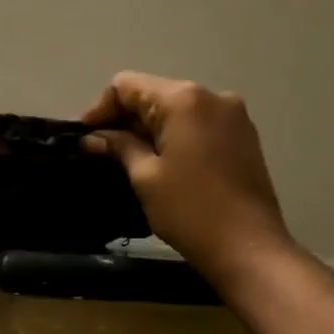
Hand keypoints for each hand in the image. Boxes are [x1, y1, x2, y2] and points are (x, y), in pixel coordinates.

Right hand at [82, 71, 295, 290]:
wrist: (249, 247)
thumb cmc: (190, 210)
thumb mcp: (145, 177)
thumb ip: (119, 147)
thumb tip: (92, 138)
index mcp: (184, 99)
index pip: (128, 86)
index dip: (100, 109)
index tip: (84, 138)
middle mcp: (212, 95)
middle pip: (154, 94)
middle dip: (124, 119)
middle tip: (100, 151)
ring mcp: (233, 115)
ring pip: (177, 110)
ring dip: (149, 128)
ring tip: (127, 159)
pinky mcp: (243, 136)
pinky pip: (198, 124)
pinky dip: (174, 136)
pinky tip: (161, 162)